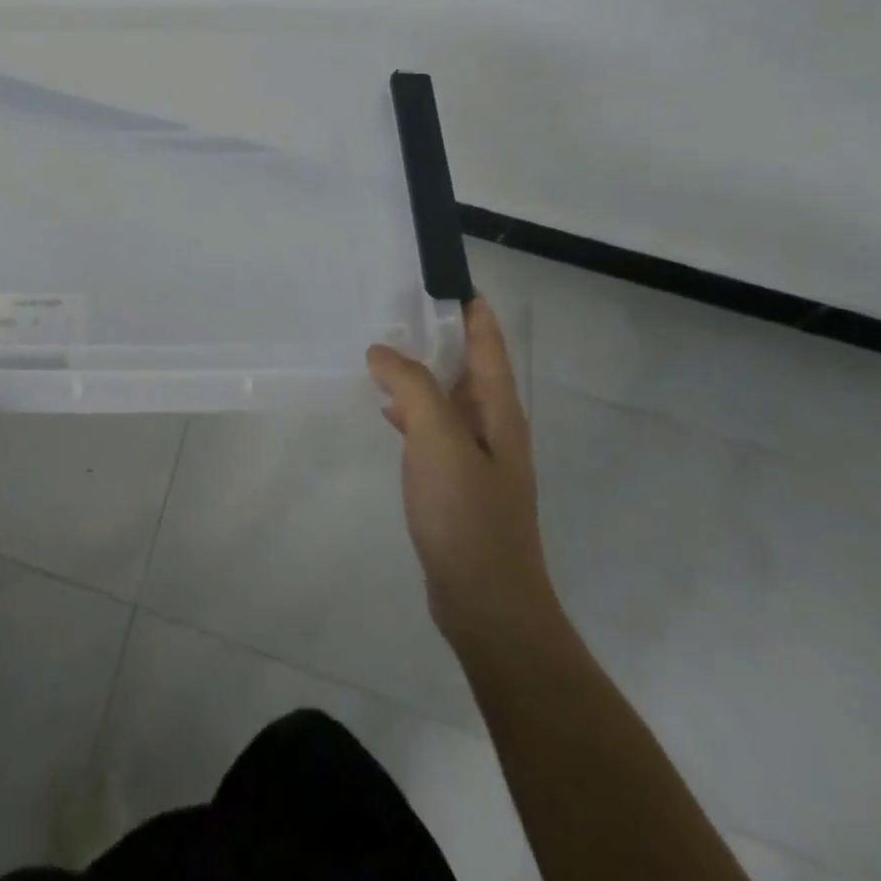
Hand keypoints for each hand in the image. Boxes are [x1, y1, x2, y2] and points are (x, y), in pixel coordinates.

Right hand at [367, 297, 559, 649]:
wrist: (487, 604)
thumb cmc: (468, 516)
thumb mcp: (439, 441)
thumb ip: (412, 388)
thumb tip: (382, 351)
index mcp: (498, 410)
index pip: (488, 342)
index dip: (470, 307)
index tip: (441, 276)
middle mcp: (492, 427)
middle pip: (468, 365)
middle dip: (440, 332)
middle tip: (396, 305)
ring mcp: (475, 457)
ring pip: (447, 396)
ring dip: (421, 370)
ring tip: (383, 348)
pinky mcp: (455, 483)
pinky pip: (432, 428)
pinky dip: (410, 408)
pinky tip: (386, 409)